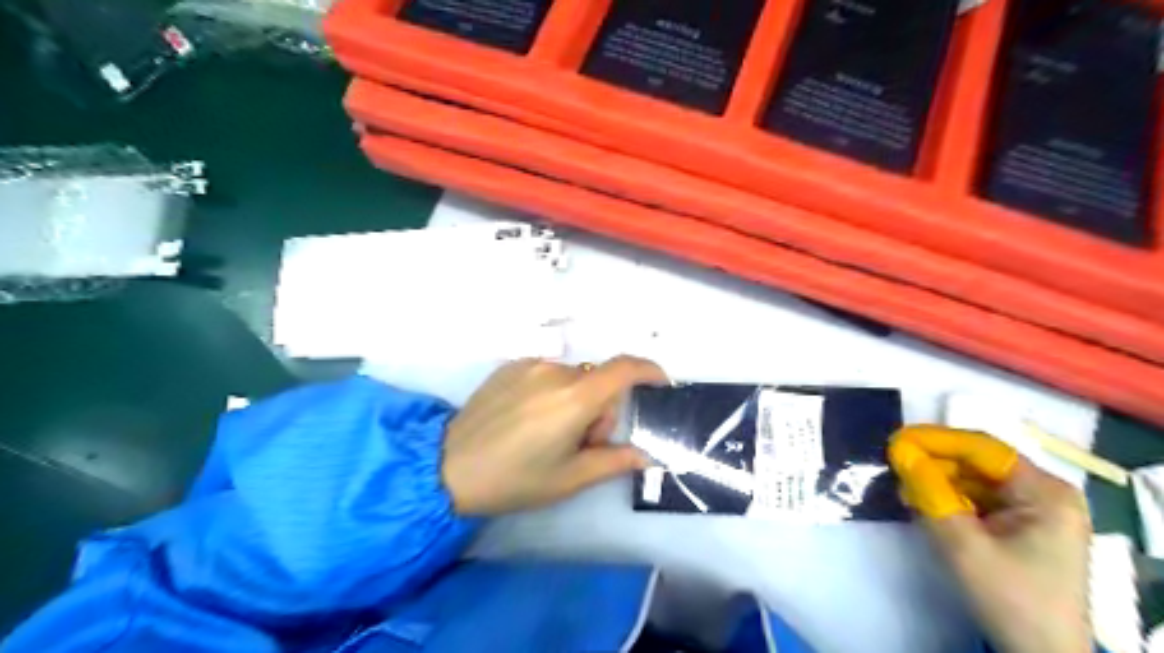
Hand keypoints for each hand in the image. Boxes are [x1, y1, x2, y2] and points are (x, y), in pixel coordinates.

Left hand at [441, 358, 667, 515]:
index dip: (649, 371)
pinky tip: (528, 420)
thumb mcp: (570, 478)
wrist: (449, 467)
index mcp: (575, 397)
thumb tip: (647, 455)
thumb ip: (615, 461)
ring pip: (573, 378)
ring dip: (576, 401)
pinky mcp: (510, 366)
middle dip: (601, 410)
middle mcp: (555, 371)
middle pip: (598, 381)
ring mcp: (529, 364)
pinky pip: (547, 374)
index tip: (660, 384)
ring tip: (550, 434)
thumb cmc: (515, 479)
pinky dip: (552, 392)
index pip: (625, 368)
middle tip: (581, 444)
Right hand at [894, 426, 1091, 652]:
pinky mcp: (1023, 526)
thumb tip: (900, 450)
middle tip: (895, 466)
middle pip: (979, 464)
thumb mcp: (962, 544)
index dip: (936, 440)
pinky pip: (979, 499)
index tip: (895, 440)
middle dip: (934, 464)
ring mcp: (1037, 510)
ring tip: (905, 488)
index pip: (983, 449)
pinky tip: (924, 503)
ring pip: (975, 480)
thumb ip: (930, 492)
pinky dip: (949, 499)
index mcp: (1046, 493)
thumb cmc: (1009, 598)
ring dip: (938, 481)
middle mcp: (1047, 494)